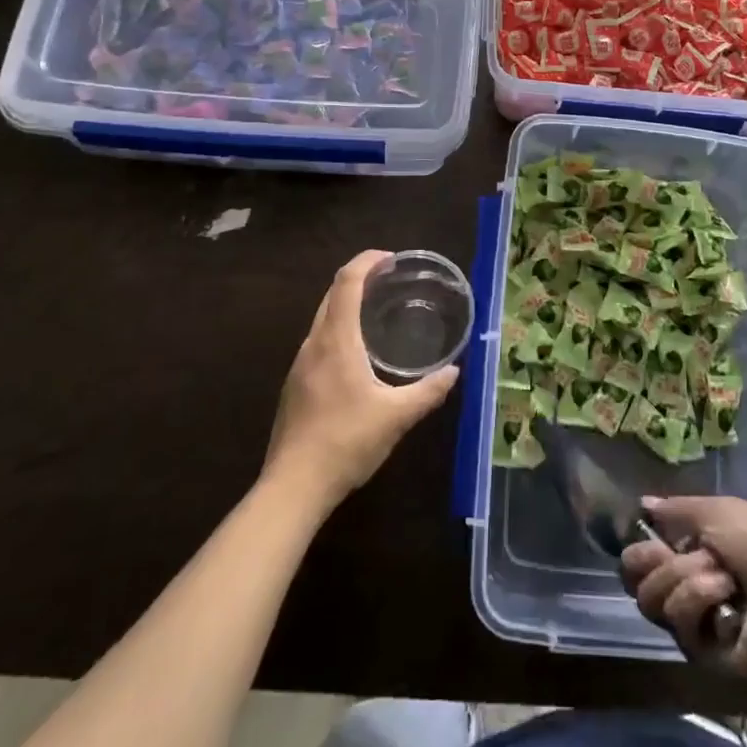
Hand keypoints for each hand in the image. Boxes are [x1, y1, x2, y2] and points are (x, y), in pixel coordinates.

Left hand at [264, 250, 458, 508]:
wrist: (292, 488)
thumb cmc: (345, 442)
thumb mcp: (396, 417)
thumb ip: (427, 392)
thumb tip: (453, 372)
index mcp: (336, 340)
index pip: (346, 281)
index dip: (366, 261)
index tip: (391, 259)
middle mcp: (314, 344)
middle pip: (332, 294)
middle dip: (359, 278)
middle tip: (391, 281)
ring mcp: (300, 365)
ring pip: (323, 318)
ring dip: (347, 305)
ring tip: (378, 314)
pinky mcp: (295, 386)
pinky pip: (319, 341)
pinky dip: (339, 330)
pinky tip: (358, 355)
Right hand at [621, 495, 746, 670]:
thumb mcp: (718, 510)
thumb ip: (675, 509)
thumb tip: (644, 503)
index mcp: (690, 548)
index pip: (640, 554)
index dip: (639, 546)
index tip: (651, 537)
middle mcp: (684, 584)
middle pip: (636, 581)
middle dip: (655, 563)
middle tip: (673, 555)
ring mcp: (691, 620)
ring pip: (653, 599)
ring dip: (687, 579)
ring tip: (722, 577)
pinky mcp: (700, 652)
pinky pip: (679, 624)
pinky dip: (700, 601)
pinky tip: (727, 598)